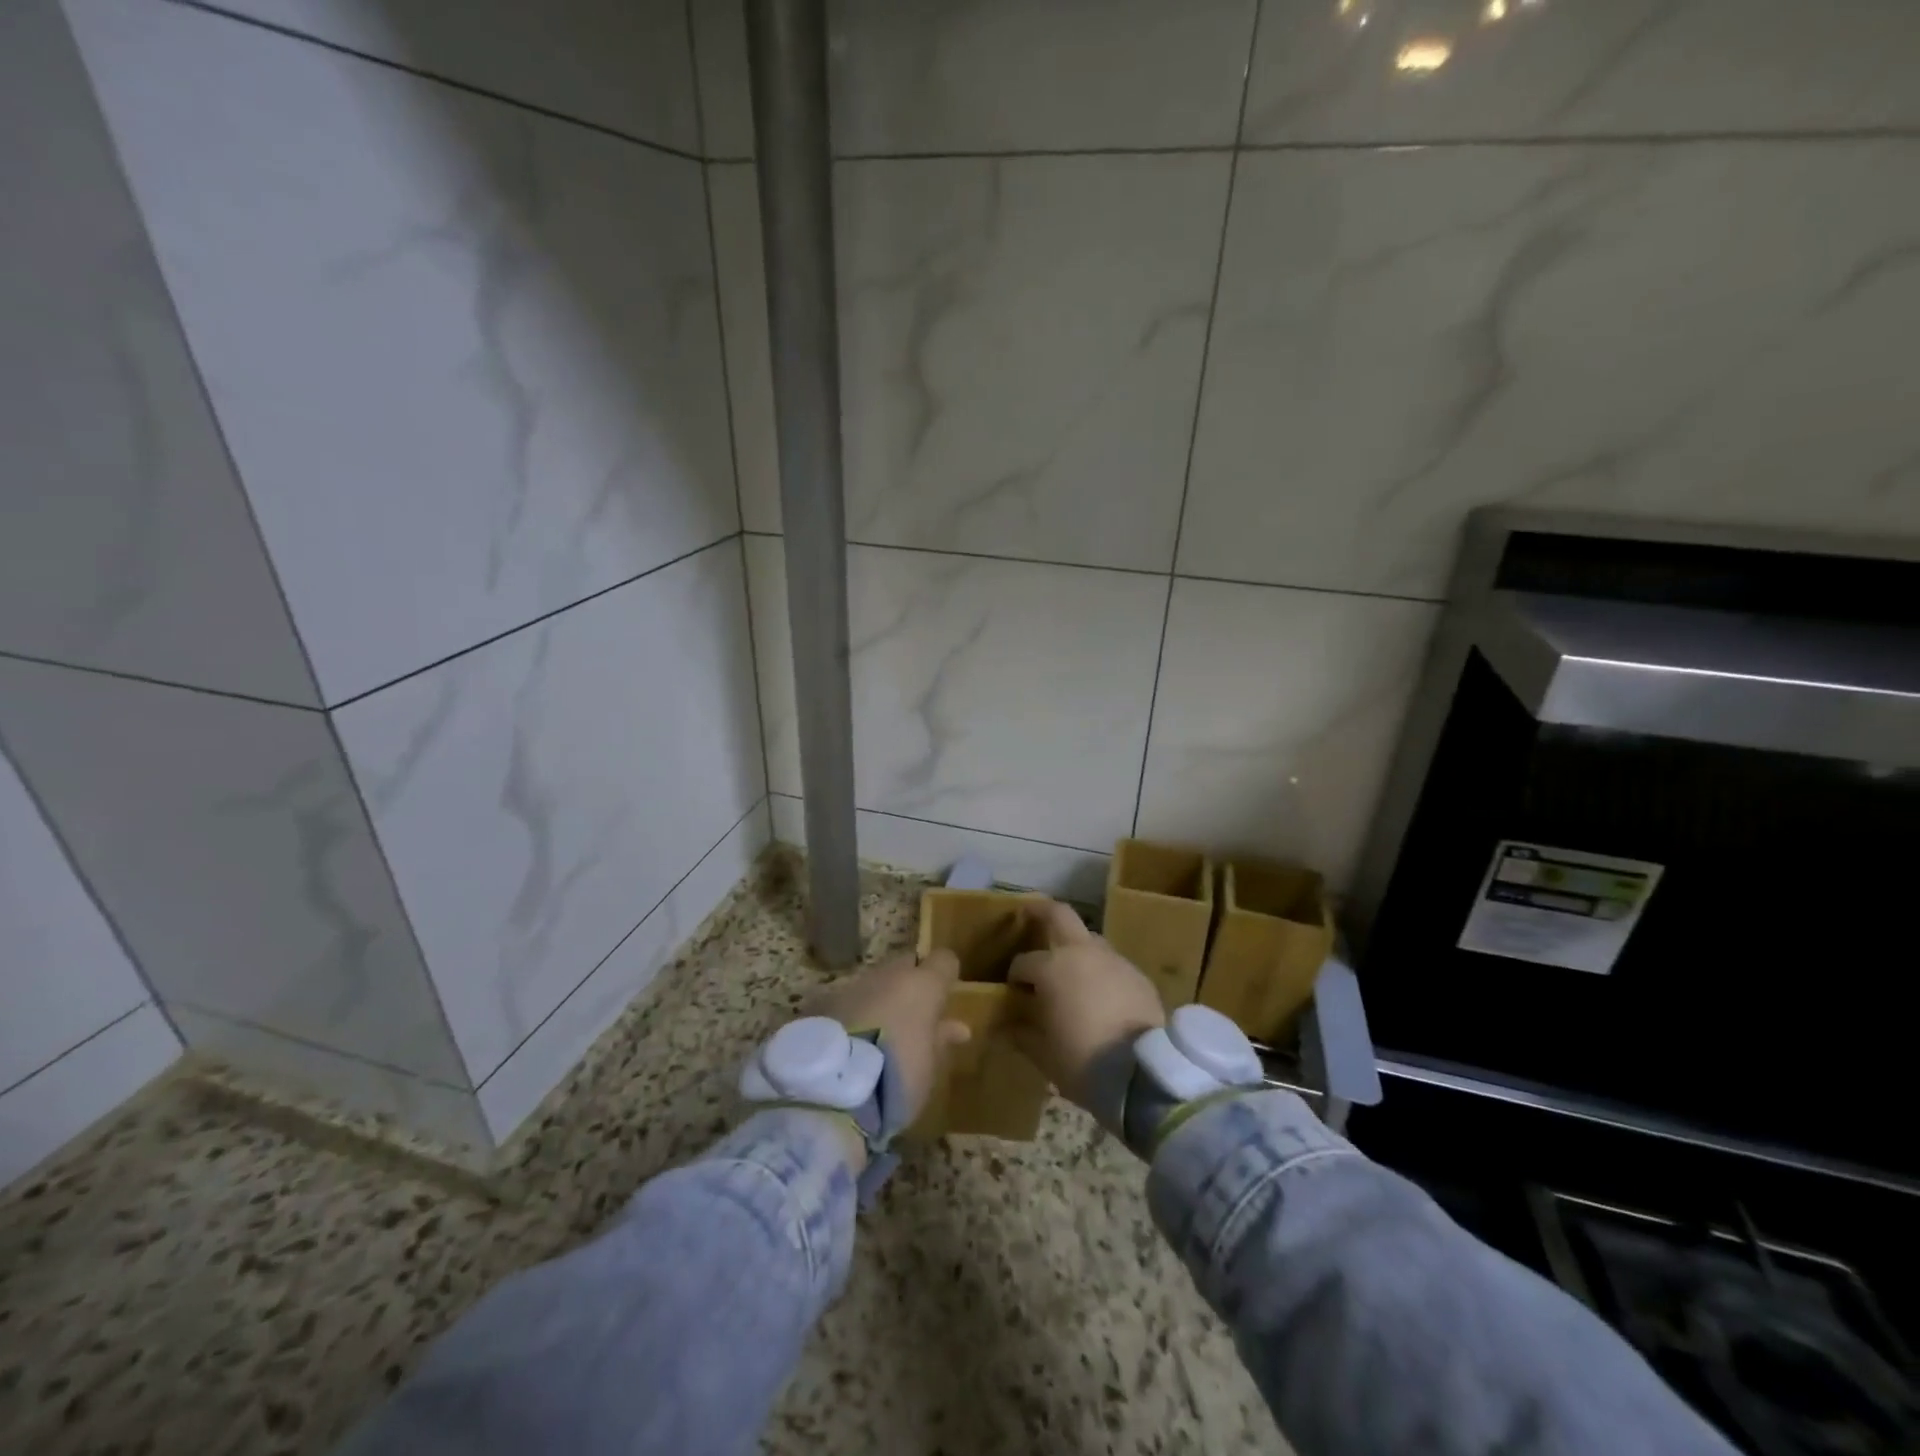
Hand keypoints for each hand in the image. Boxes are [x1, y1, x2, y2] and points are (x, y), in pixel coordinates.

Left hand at [807, 948, 970, 1127]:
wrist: (834, 1089)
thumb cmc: (898, 1077)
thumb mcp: (930, 1065)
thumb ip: (942, 1039)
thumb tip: (958, 1028)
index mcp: (921, 986)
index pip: (944, 960)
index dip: (945, 976)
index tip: (944, 998)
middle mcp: (888, 975)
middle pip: (905, 965)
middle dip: (910, 984)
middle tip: (912, 1016)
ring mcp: (854, 985)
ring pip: (874, 982)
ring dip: (880, 999)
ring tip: (878, 1032)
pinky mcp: (824, 1001)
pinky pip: (847, 999)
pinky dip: (853, 1013)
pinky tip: (850, 1040)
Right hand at [1007, 901, 1164, 1118]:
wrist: (1141, 1073)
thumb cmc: (1082, 1061)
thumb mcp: (1043, 1053)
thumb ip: (1021, 1034)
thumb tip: (1006, 1026)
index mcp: (1052, 968)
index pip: (1023, 963)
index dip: (1015, 976)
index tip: (1014, 993)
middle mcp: (1081, 952)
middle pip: (1059, 914)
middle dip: (1041, 911)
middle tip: (1028, 914)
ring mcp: (1114, 960)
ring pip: (1089, 939)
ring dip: (1075, 948)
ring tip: (1070, 971)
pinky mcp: (1138, 975)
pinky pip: (1112, 964)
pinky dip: (1100, 971)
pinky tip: (1099, 994)